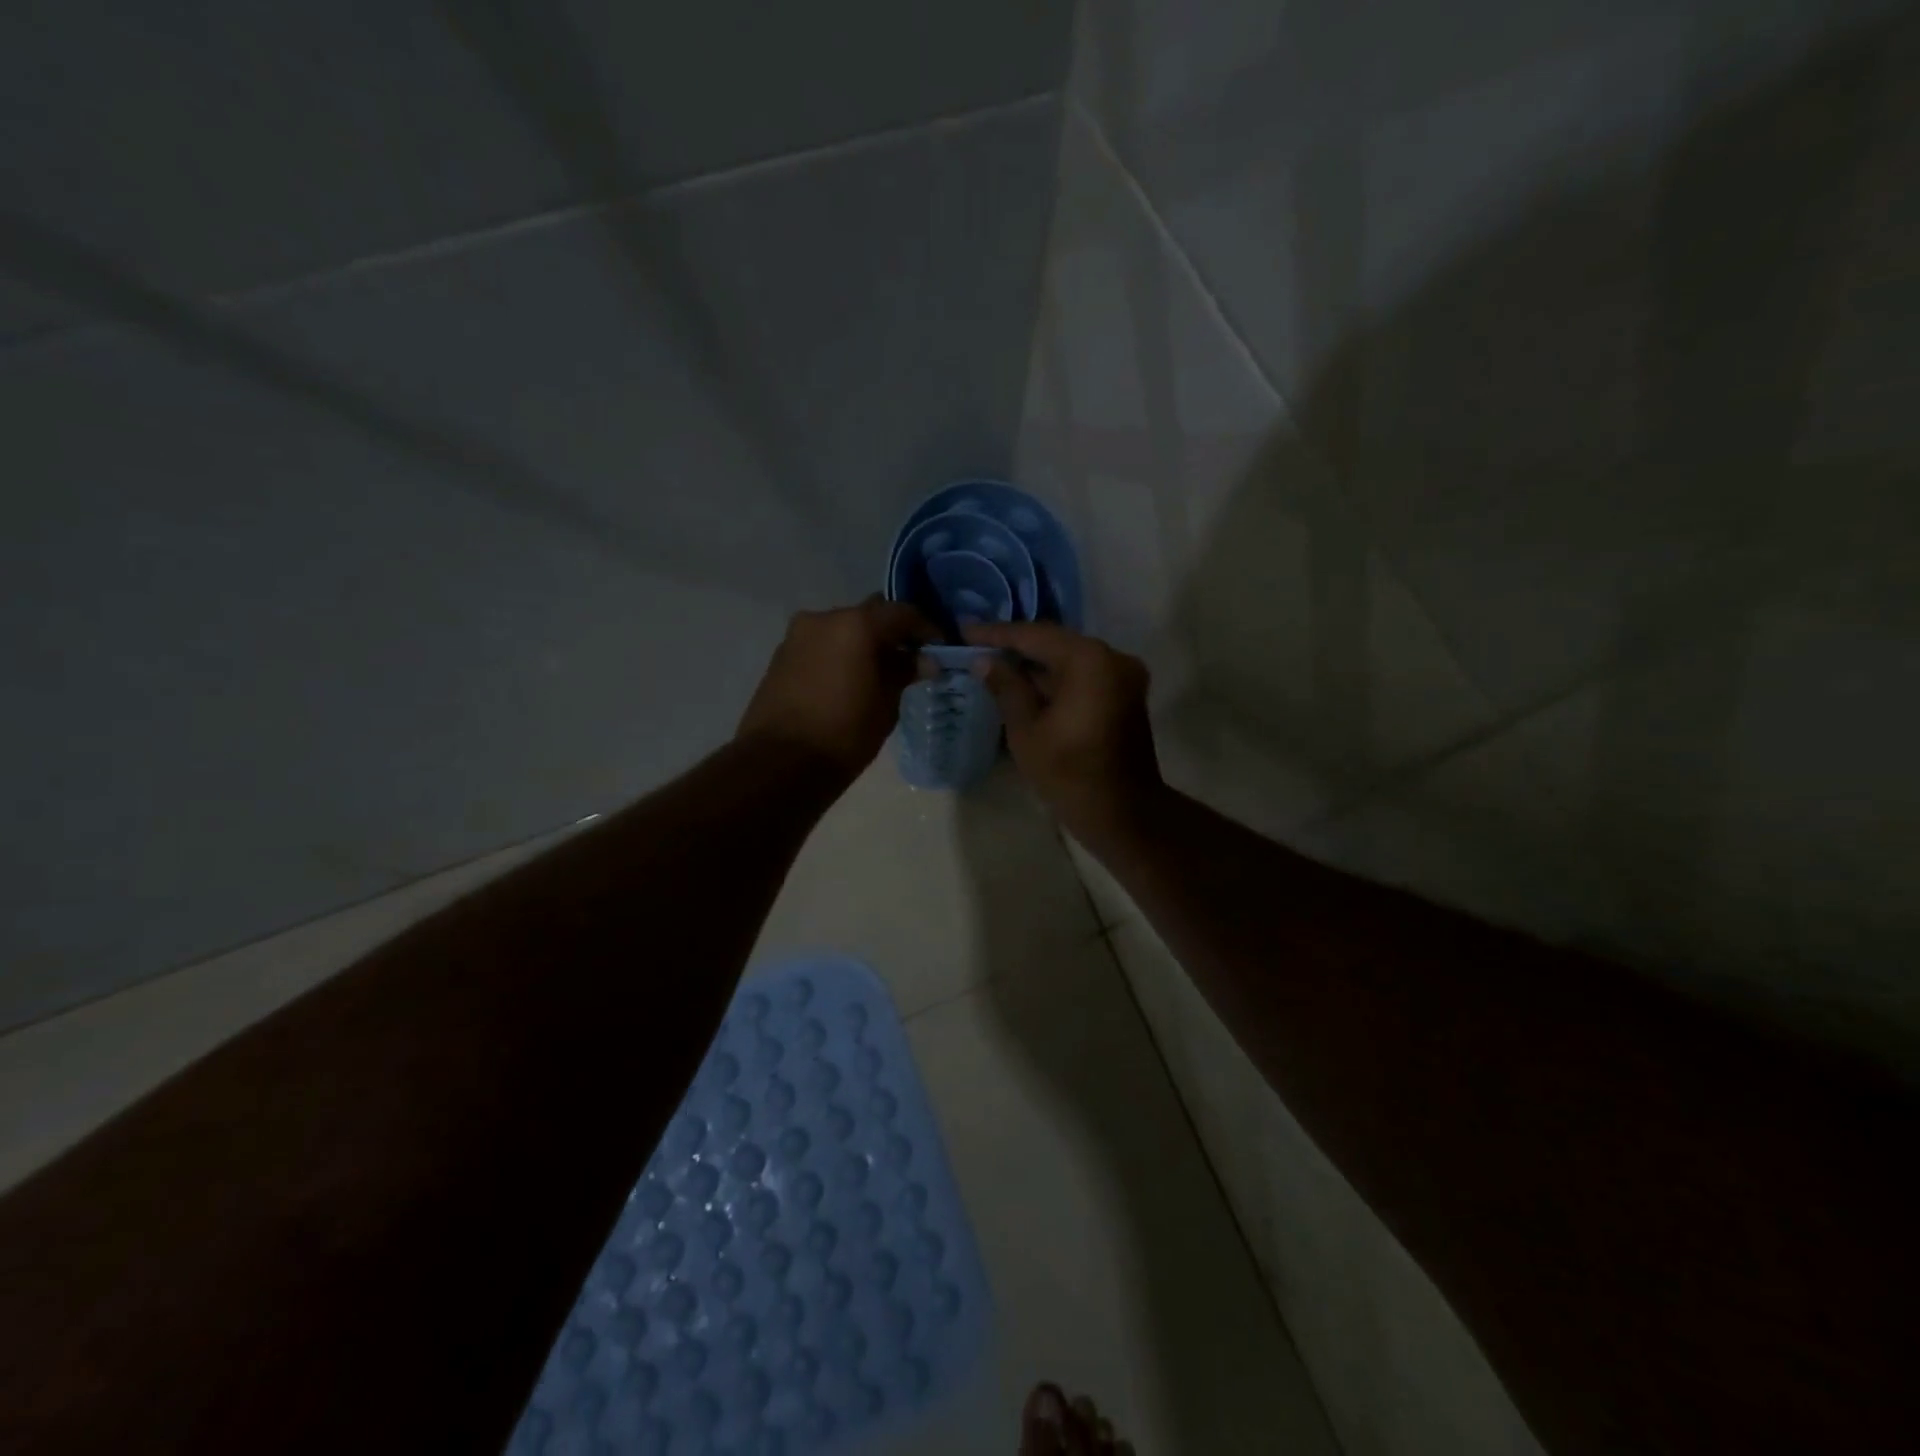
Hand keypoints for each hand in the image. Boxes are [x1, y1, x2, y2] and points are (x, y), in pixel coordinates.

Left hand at [737, 597, 935, 774]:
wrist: (780, 763)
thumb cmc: (845, 733)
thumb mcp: (886, 704)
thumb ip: (905, 673)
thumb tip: (923, 660)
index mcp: (856, 624)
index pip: (902, 613)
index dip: (926, 629)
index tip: (940, 648)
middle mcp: (824, 618)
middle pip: (869, 615)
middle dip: (891, 633)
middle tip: (910, 659)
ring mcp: (797, 635)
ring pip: (842, 629)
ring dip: (862, 644)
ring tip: (879, 672)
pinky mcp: (781, 655)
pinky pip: (821, 645)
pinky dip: (839, 654)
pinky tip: (850, 680)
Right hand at [962, 621, 1162, 843]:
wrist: (1122, 812)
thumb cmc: (1068, 772)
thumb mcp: (1026, 729)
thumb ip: (1006, 688)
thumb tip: (984, 661)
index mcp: (1088, 660)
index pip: (1034, 635)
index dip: (997, 634)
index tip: (965, 630)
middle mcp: (1112, 657)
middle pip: (1055, 643)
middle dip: (1016, 646)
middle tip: (978, 646)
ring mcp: (1123, 676)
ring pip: (1070, 660)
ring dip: (1036, 665)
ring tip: (995, 666)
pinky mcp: (1125, 695)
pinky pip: (1083, 676)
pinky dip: (1056, 679)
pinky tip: (1025, 686)